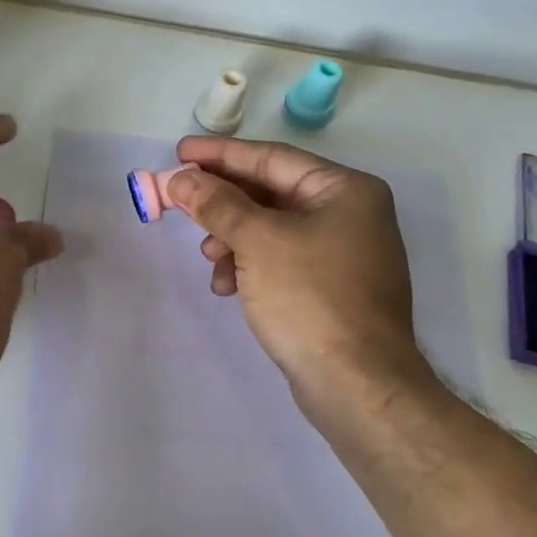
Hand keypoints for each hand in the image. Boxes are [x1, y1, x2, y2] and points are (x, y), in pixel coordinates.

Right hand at [167, 136, 439, 415]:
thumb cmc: (310, 298)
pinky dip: (250, 264)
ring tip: (208, 258)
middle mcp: (350, 213)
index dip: (220, 155)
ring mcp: (343, 252)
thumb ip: (216, 204)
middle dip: (223, 202)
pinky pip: (281, 258)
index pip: (271, 159)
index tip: (179, 153)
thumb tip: (180, 179)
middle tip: (180, 201)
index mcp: (345, 189)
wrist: (357, 384)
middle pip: (270, 192)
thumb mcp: (257, 242)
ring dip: (232, 238)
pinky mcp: (331, 286)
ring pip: (272, 228)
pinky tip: (227, 286)